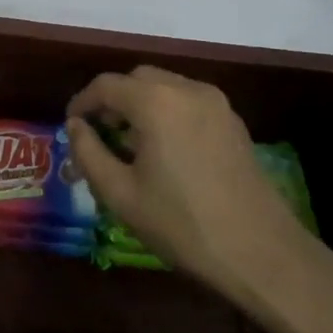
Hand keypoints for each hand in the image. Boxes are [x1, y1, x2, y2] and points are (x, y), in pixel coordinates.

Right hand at [67, 66, 329, 325]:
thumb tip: (76, 126)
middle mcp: (186, 89)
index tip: (71, 126)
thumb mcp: (120, 194)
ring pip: (165, 86)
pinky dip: (167, 112)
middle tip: (99, 133)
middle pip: (137, 79)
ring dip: (140, 104)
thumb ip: (88, 153)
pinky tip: (165, 150)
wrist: (261, 253)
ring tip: (130, 143)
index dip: (82, 102)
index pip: (106, 85)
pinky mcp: (233, 122)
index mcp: (155, 102)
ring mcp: (216, 104)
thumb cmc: (181, 224)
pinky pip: (189, 101)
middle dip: (113, 99)